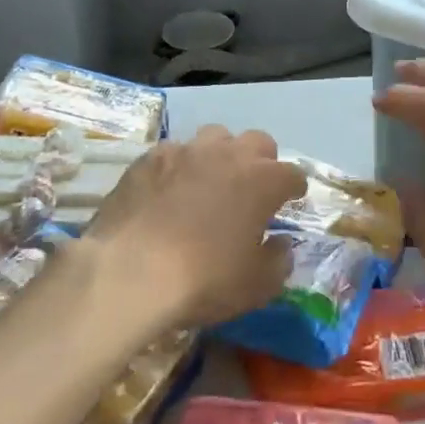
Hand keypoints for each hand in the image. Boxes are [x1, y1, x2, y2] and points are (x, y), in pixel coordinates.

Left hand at [84, 125, 304, 329]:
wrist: (130, 272)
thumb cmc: (203, 280)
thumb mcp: (256, 286)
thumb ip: (278, 261)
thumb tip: (280, 244)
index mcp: (263, 181)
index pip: (292, 174)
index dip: (294, 188)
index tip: (291, 200)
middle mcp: (229, 154)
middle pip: (258, 142)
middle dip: (262, 161)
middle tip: (252, 188)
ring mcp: (187, 151)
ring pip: (215, 137)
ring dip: (221, 155)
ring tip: (210, 181)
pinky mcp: (150, 157)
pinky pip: (174, 152)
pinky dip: (179, 167)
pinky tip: (169, 190)